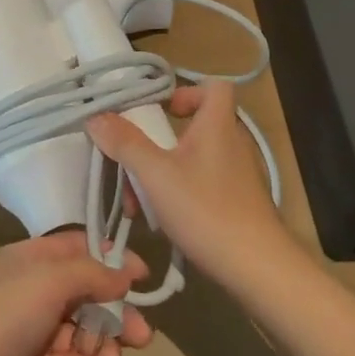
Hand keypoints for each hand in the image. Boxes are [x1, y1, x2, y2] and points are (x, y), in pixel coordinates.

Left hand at [0, 233, 152, 355]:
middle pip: (86, 295)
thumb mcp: (49, 280)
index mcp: (30, 259)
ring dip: (102, 348)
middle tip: (142, 337)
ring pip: (81, 334)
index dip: (111, 259)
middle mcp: (32, 292)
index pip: (77, 249)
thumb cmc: (4, 315)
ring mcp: (32, 333)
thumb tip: (126, 274)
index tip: (143, 278)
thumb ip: (92, 274)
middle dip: (115, 314)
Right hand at [86, 80, 290, 288]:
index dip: (185, 90)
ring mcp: (236, 174)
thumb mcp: (156, 175)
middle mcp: (230, 143)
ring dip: (160, 173)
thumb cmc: (207, 210)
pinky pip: (200, 182)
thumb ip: (126, 144)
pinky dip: (177, 192)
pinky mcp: (236, 201)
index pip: (213, 86)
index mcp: (217, 125)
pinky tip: (159, 219)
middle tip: (132, 162)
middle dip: (156, 142)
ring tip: (136, 202)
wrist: (258, 269)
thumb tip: (96, 116)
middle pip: (192, 126)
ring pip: (191, 159)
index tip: (159, 110)